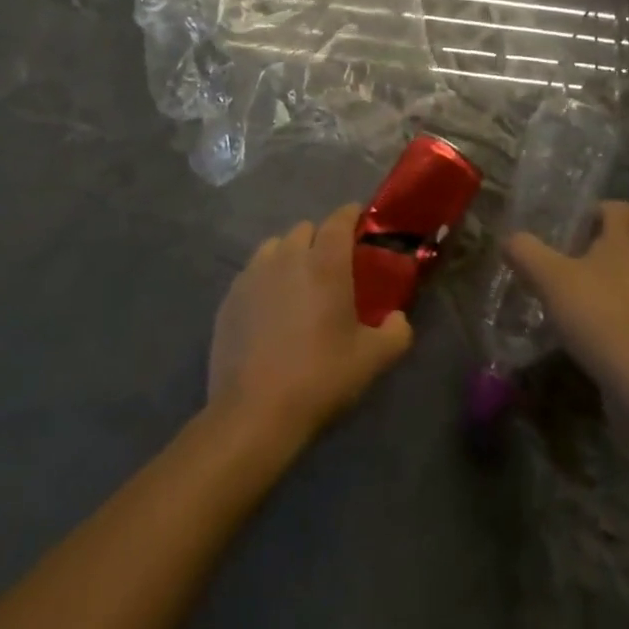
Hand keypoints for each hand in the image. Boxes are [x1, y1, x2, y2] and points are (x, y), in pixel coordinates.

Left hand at [209, 204, 413, 446]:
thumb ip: (396, 332)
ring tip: (297, 285)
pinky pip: (252, 272)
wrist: (254, 413)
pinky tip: (270, 310)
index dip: (351, 215)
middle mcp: (288, 256)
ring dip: (290, 255)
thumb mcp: (372, 360)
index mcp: (325, 262)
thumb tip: (398, 318)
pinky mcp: (230, 297)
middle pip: (306, 229)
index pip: (339, 219)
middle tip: (332, 269)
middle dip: (321, 240)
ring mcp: (253, 274)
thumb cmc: (320, 378)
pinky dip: (265, 279)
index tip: (360, 224)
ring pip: (275, 247)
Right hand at [504, 201, 628, 394]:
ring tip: (572, 305)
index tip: (568, 230)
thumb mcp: (550, 279)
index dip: (593, 211)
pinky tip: (592, 338)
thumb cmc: (599, 316)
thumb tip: (510, 240)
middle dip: (592, 253)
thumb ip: (526, 252)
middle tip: (560, 267)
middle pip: (623, 245)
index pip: (619, 208)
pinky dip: (615, 319)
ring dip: (604, 288)